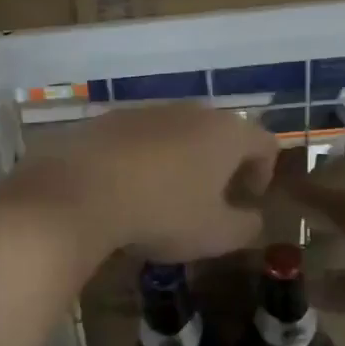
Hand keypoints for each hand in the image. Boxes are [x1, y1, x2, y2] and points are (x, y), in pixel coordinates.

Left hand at [13, 105, 279, 261]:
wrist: (79, 191)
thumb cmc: (162, 212)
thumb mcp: (215, 234)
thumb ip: (246, 227)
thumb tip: (253, 220)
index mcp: (226, 133)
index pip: (264, 142)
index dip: (264, 171)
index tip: (248, 199)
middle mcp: (191, 111)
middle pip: (220, 132)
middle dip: (221, 163)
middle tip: (211, 198)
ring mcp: (147, 110)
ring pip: (178, 132)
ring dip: (182, 158)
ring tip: (166, 195)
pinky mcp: (109, 118)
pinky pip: (140, 137)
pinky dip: (144, 157)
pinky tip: (128, 188)